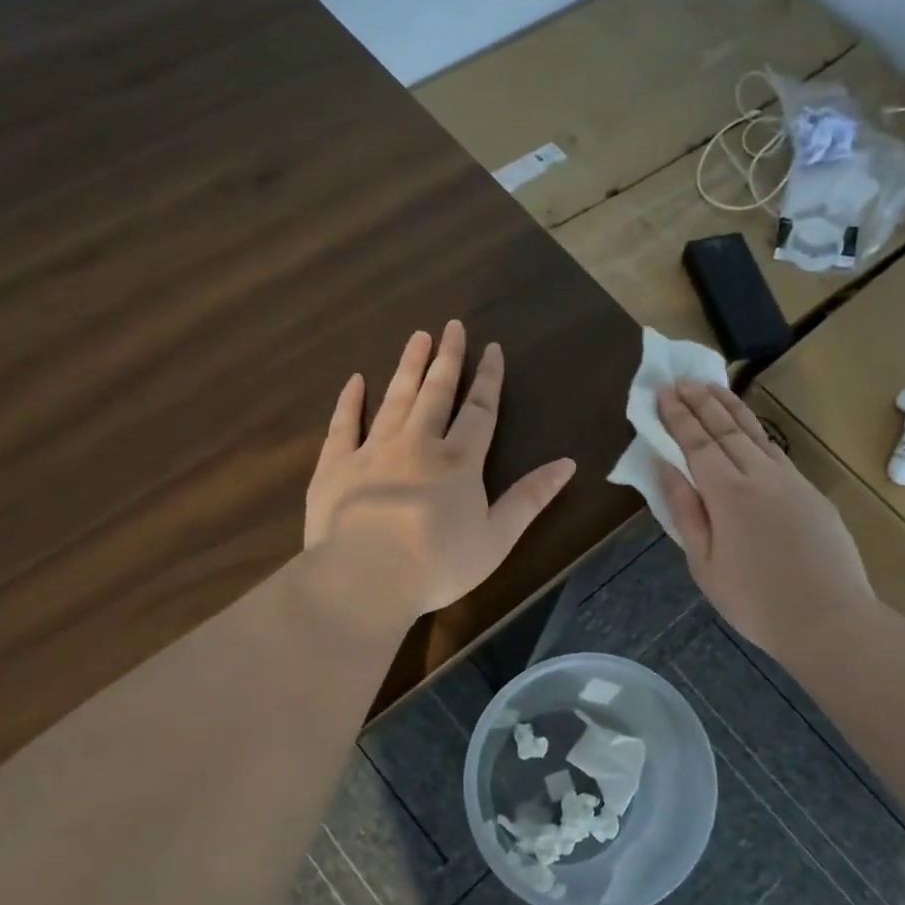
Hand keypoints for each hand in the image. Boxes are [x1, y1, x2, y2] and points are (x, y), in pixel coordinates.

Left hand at [305, 322, 576, 628]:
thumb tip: (568, 463)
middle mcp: (418, 444)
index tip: (492, 348)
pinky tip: (355, 380)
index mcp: (459, 462)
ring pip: (395, 399)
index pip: (480, 410)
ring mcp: (373, 451)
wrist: (365, 578)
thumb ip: (530, 498)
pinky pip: (343, 425)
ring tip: (416, 338)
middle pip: (436, 393)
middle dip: (447, 358)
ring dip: (408, 367)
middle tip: (451, 326)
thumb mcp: (497, 537)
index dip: (488, 379)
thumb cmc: (438, 564)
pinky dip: (349, 401)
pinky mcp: (336, 466)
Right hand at [655, 380, 873, 661]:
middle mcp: (760, 476)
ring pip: (756, 433)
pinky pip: (776, 451)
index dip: (678, 417)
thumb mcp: (705, 564)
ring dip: (730, 408)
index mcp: (728, 495)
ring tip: (712, 387)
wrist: (830, 620)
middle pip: (726, 430)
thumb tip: (665, 468)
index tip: (663, 392)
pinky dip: (756, 431)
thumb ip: (686, 512)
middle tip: (682, 380)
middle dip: (701, 402)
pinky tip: (748, 429)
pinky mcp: (812, 492)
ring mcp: (791, 481)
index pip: (697, 444)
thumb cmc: (756, 602)